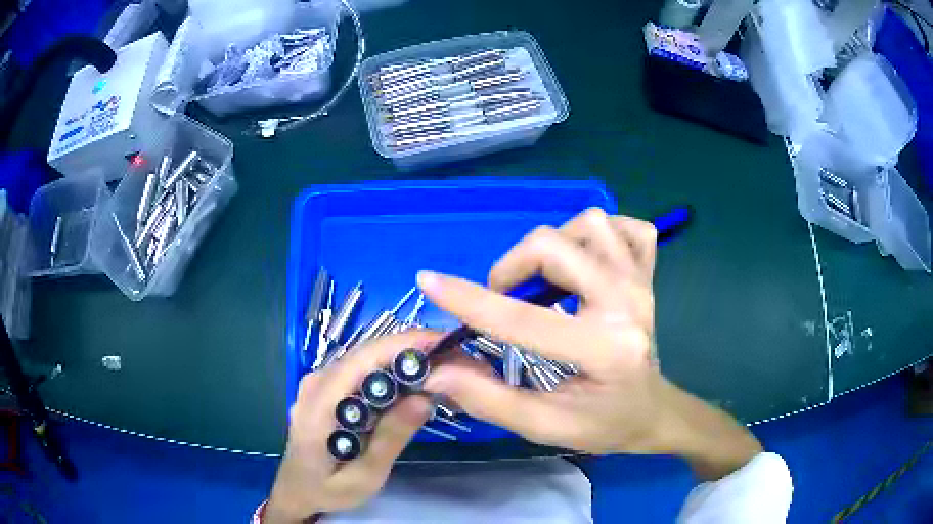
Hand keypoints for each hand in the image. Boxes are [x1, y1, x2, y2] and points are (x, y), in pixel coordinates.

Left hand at [265, 331, 441, 522]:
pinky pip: (358, 371)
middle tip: (450, 356)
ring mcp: (317, 382)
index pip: (363, 360)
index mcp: (319, 403)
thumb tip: (423, 399)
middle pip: (364, 354)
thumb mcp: (364, 476)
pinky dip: (386, 371)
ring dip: (399, 358)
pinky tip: (408, 382)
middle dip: (408, 349)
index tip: (442, 342)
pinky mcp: (324, 387)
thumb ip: (389, 440)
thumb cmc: (328, 489)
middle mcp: (315, 383)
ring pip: (363, 359)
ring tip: (437, 366)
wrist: (296, 490)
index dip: (402, 345)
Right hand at [419, 208, 760, 478]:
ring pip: (589, 224)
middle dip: (513, 266)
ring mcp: (640, 281)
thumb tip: (437, 370)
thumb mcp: (545, 426)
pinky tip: (587, 261)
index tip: (429, 281)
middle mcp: (626, 303)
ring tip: (545, 280)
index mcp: (603, 349)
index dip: (468, 301)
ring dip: (554, 246)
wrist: (653, 411)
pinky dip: (600, 236)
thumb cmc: (603, 424)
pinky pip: (627, 228)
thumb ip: (489, 399)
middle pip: (555, 246)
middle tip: (504, 298)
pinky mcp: (647, 273)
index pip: (524, 319)